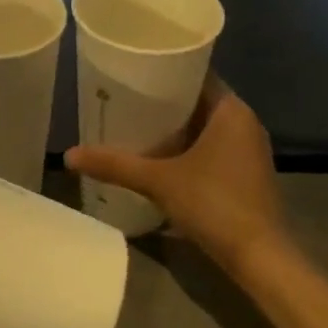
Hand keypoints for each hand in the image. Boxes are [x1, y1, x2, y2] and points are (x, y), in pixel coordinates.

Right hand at [66, 77, 288, 268]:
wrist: (260, 258)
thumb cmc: (214, 204)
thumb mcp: (158, 181)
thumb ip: (114, 165)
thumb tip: (67, 156)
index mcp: (231, 110)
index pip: (196, 73)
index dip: (164, 69)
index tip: (132, 70)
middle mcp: (244, 123)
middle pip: (197, 99)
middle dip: (162, 100)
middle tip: (123, 96)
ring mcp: (247, 150)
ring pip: (204, 125)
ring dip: (173, 125)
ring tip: (133, 122)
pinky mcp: (245, 173)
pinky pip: (210, 145)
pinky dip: (186, 146)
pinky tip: (157, 155)